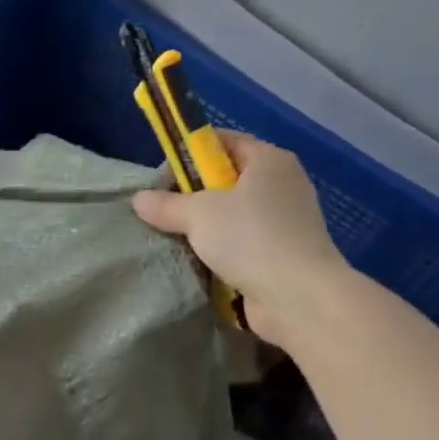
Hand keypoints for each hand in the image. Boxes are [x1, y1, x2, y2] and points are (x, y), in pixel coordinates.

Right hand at [131, 133, 346, 343]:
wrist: (301, 298)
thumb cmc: (251, 238)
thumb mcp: (198, 214)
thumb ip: (166, 204)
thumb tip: (138, 199)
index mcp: (268, 159)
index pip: (222, 141)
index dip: (190, 153)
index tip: (163, 178)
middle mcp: (283, 183)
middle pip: (227, 177)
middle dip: (194, 193)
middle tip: (165, 210)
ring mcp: (288, 220)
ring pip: (235, 213)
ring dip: (207, 226)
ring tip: (178, 238)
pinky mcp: (286, 253)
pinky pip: (245, 242)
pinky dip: (224, 249)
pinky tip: (200, 261)